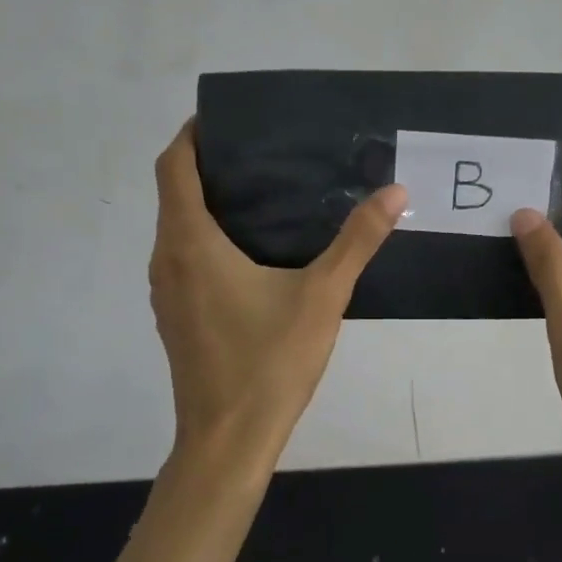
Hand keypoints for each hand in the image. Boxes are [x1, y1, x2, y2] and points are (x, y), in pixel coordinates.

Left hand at [149, 120, 407, 467]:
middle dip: (209, 165)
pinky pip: (183, 256)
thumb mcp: (322, 297)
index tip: (230, 120)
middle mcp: (166, 259)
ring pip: (177, 227)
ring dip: (207, 202)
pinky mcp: (175, 315)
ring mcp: (165, 291)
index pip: (174, 166)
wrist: (227, 441)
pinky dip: (207, 236)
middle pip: (174, 193)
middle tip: (264, 153)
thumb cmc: (269, 363)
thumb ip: (357, 241)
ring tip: (264, 194)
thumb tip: (395, 193)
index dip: (194, 134)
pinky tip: (252, 251)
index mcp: (191, 243)